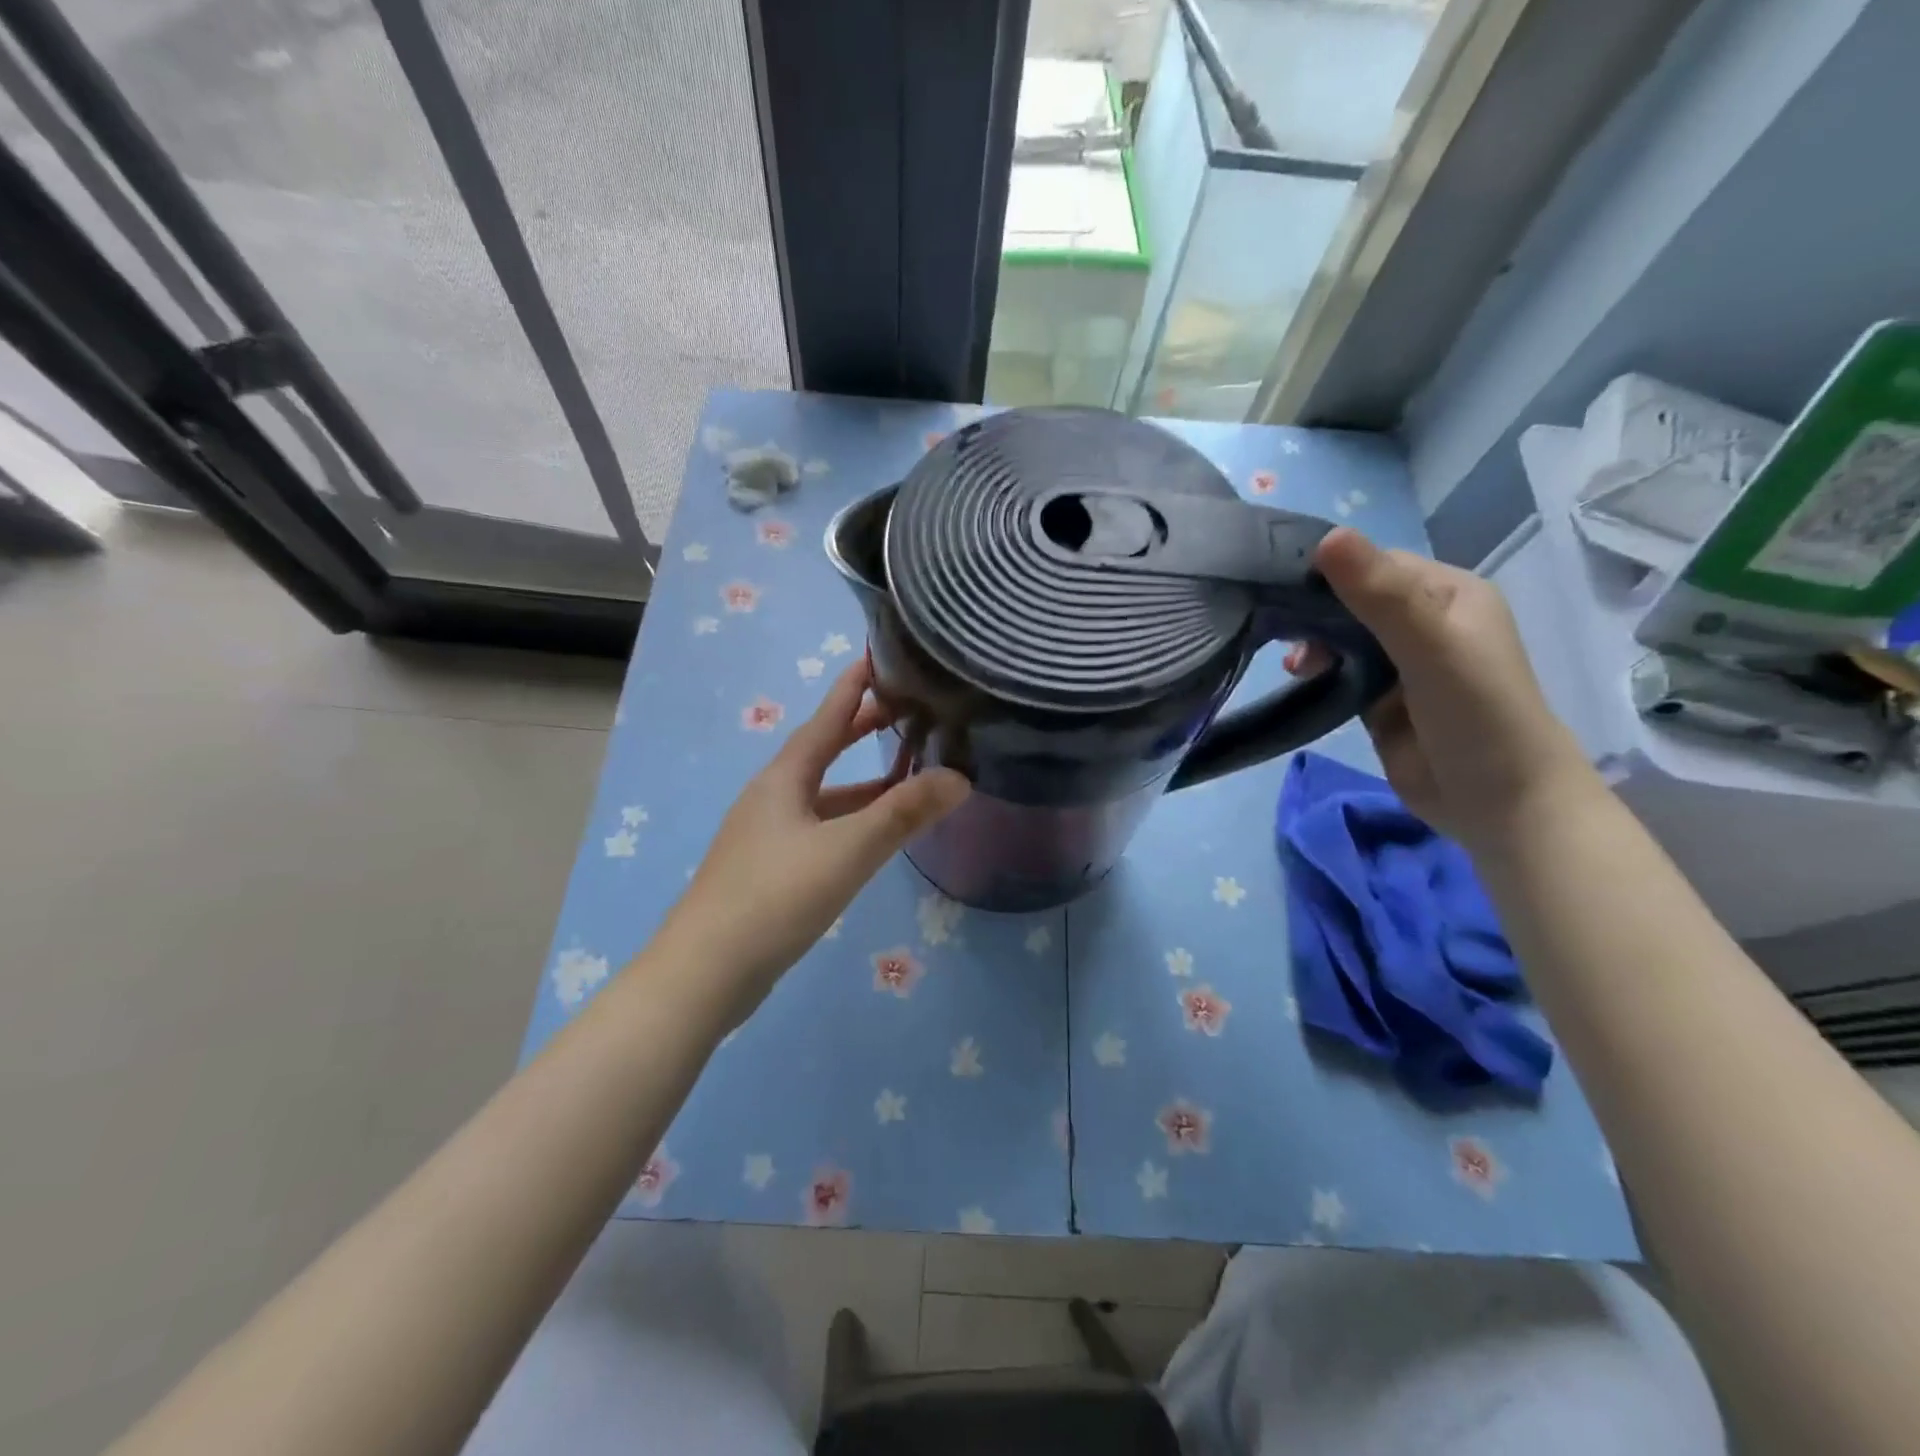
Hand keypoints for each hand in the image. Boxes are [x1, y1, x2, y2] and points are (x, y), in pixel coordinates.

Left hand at [658, 659, 969, 1020]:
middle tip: (906, 711)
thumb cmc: (775, 897)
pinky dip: (851, 819)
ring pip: (823, 794)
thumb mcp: (847, 851)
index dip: (853, 687)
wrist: (706, 972)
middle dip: (861, 729)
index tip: (878, 656)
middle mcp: (773, 797)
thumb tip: (959, 778)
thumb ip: (903, 814)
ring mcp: (767, 835)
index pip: (826, 718)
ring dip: (861, 781)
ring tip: (906, 772)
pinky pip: (820, 827)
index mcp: (784, 778)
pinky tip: (872, 835)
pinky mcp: (770, 869)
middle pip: (823, 751)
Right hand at [1288, 529, 1598, 847]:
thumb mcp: (1429, 646)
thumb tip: (1327, 536)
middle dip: (1316, 612)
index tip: (1285, 589)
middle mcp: (1426, 622)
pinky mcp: (1382, 701)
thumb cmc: (1475, 714)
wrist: (1499, 803)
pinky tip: (1299, 678)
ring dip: (1314, 643)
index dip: (1333, 572)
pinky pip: (1341, 672)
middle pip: (1356, 600)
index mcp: (1449, 594)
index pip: (1378, 565)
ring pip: (1344, 637)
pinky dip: (1318, 671)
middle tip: (1283, 633)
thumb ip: (1380, 595)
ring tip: (1294, 665)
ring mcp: (1403, 664)